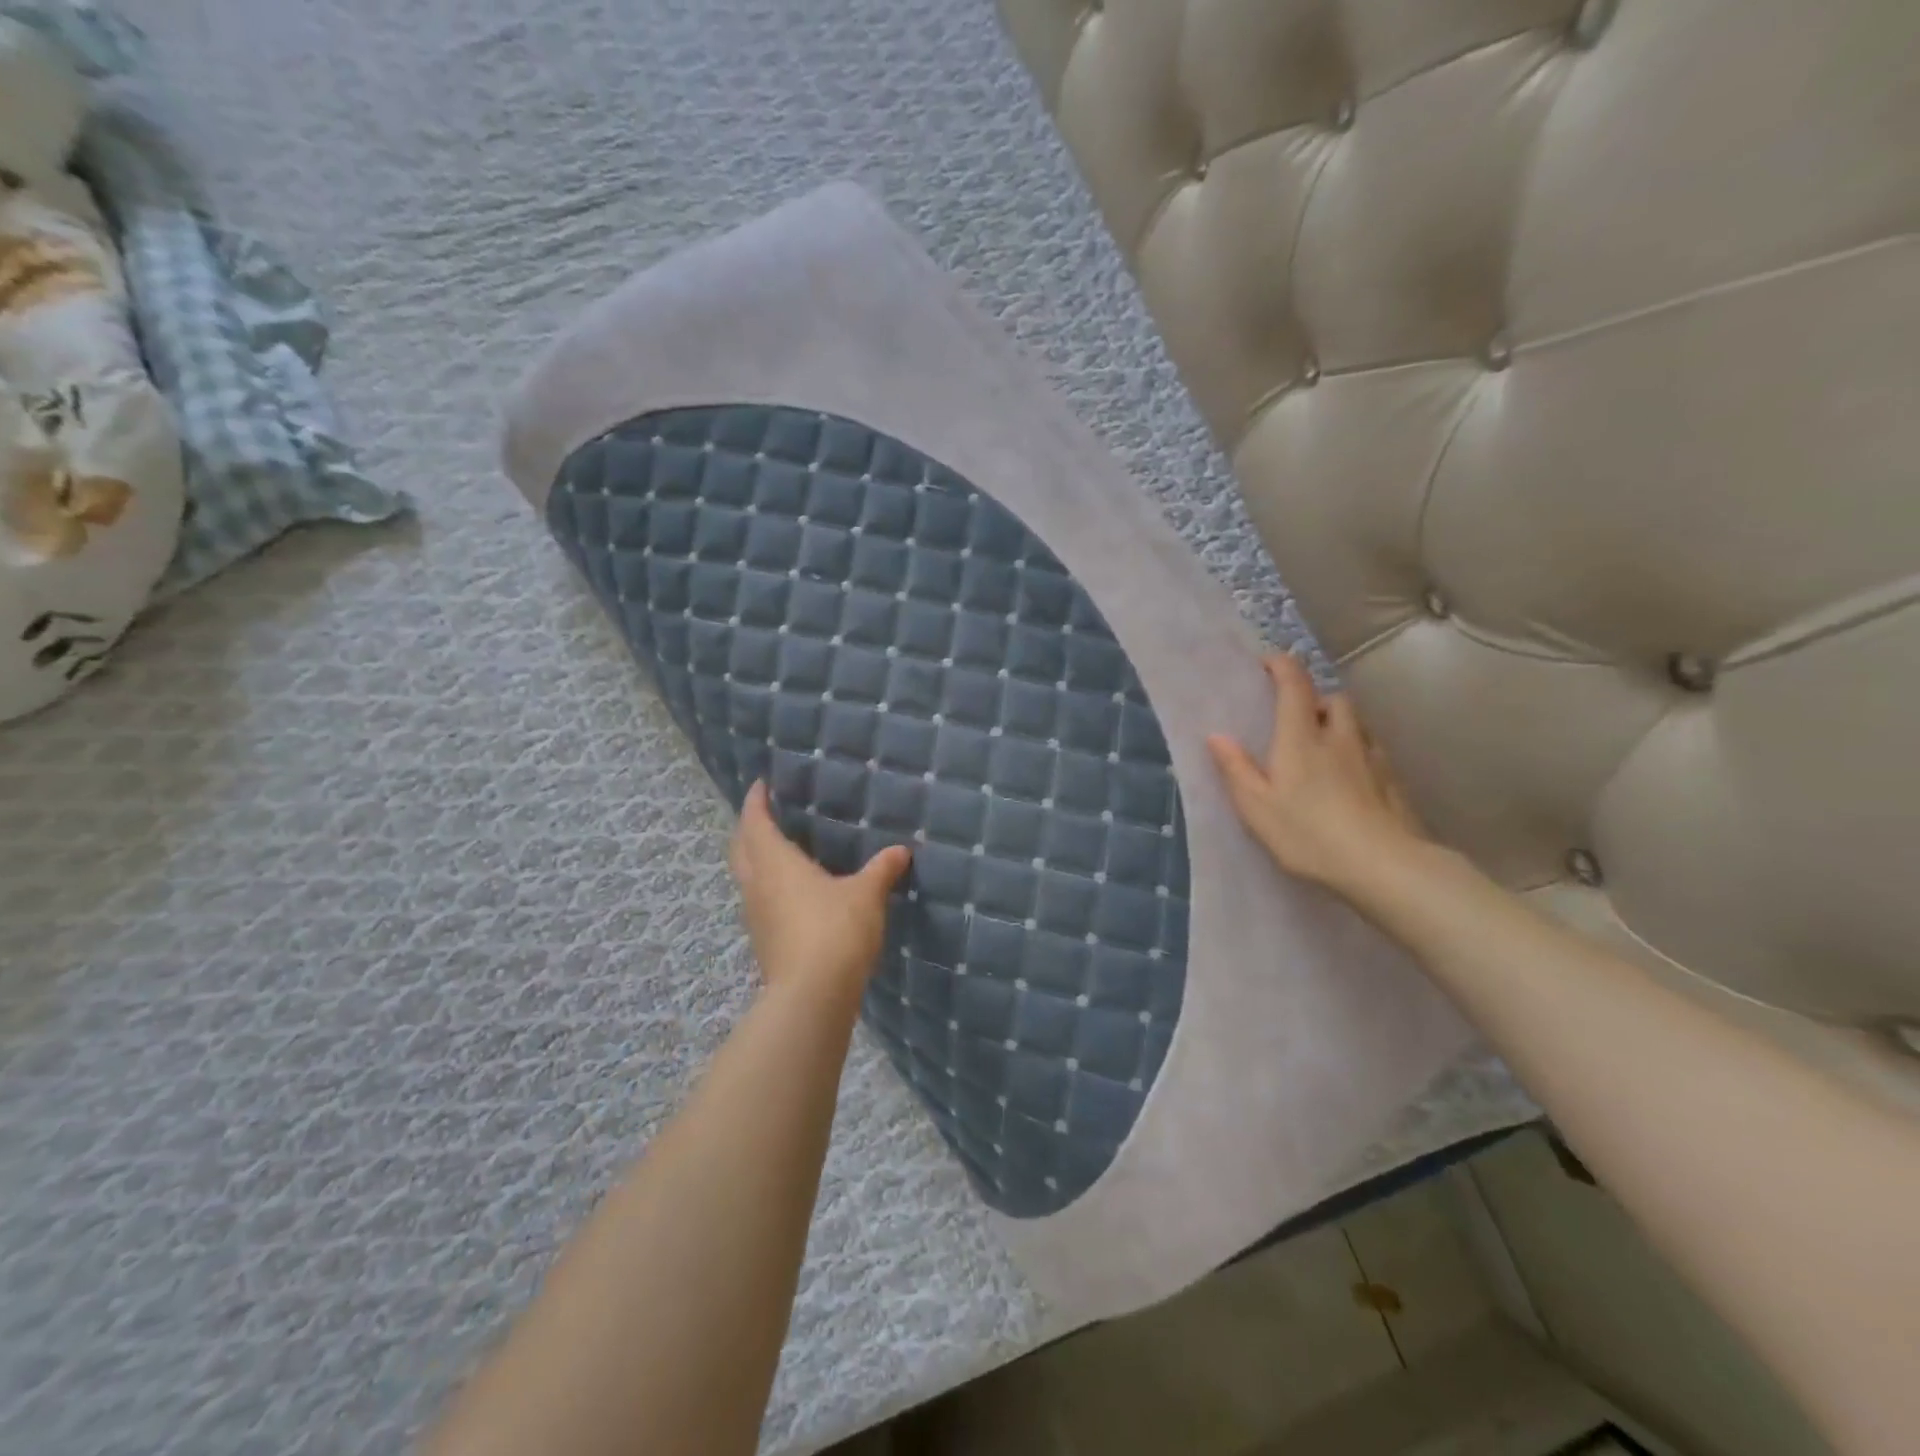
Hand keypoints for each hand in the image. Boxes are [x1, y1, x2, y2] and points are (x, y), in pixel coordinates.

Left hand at [729, 781, 912, 999]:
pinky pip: (759, 901)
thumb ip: (881, 870)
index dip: (756, 801)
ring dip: (755, 859)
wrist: (812, 996)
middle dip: (749, 828)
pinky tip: (792, 893)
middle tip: (766, 815)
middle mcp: (757, 885)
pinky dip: (768, 886)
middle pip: (740, 848)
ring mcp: (756, 916)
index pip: (755, 822)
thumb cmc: (835, 930)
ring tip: (779, 851)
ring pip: (746, 877)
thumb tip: (901, 851)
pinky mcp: (764, 941)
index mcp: (775, 863)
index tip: (761, 784)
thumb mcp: (866, 895)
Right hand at [1206, 653, 1425, 901]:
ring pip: (1357, 724)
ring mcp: (1371, 759)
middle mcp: (1339, 738)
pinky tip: (1351, 776)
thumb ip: (1236, 769)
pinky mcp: (1392, 782)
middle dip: (1315, 698)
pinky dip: (1358, 750)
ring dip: (1339, 722)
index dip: (1282, 666)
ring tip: (1324, 744)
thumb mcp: (1257, 807)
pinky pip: (1373, 751)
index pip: (1295, 686)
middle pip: (1333, 699)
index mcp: (1301, 738)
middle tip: (1297, 715)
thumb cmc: (1308, 833)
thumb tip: (1217, 735)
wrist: (1383, 865)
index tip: (1269, 661)